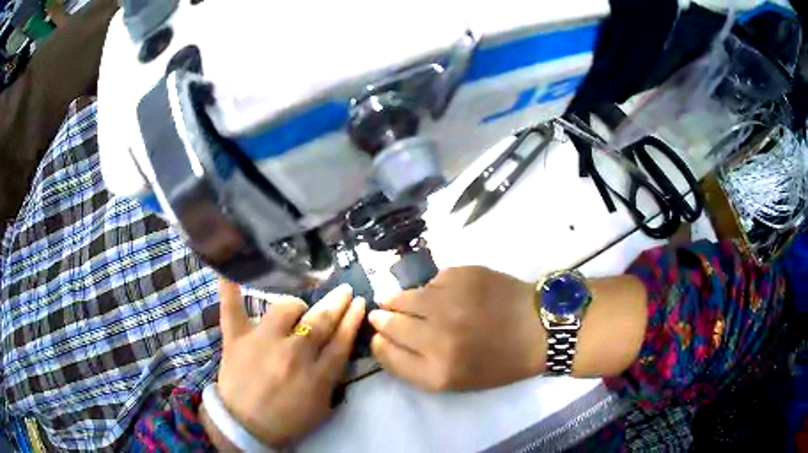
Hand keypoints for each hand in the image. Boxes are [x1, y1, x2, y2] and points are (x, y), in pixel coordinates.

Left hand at [206, 279, 364, 447]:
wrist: (244, 425)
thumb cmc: (287, 419)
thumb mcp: (321, 405)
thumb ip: (332, 377)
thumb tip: (338, 347)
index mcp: (316, 375)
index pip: (341, 340)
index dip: (353, 319)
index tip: (359, 302)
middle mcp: (292, 354)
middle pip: (320, 322)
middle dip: (337, 303)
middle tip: (345, 290)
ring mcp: (262, 342)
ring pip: (285, 309)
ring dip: (297, 305)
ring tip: (299, 306)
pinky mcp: (236, 338)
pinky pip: (232, 308)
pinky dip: (231, 289)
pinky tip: (231, 270)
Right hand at [369, 266, 544, 390]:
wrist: (540, 328)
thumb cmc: (500, 362)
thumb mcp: (457, 380)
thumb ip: (416, 365)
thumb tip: (384, 338)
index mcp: (437, 372)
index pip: (386, 354)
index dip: (379, 343)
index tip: (379, 337)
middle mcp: (437, 338)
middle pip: (389, 324)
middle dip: (382, 319)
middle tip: (382, 314)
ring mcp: (449, 302)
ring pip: (404, 297)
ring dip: (397, 300)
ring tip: (398, 299)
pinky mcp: (462, 275)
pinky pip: (431, 281)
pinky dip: (431, 288)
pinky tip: (440, 293)